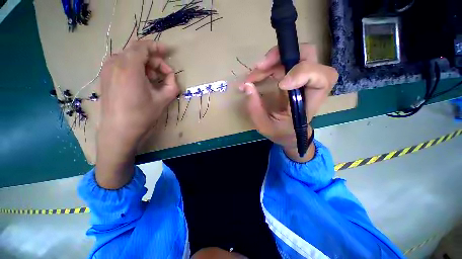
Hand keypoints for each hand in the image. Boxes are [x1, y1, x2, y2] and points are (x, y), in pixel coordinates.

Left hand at [96, 41, 178, 188]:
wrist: (119, 131)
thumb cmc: (142, 115)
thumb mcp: (163, 99)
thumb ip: (172, 85)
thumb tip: (171, 77)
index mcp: (129, 67)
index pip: (143, 47)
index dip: (157, 47)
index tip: (168, 51)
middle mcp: (115, 63)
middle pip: (135, 51)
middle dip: (152, 58)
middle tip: (163, 72)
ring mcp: (107, 70)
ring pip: (128, 57)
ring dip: (143, 64)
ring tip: (153, 79)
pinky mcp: (105, 77)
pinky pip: (121, 64)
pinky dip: (134, 68)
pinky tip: (141, 81)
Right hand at [241, 44, 337, 162]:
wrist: (289, 133)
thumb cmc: (281, 132)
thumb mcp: (264, 126)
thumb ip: (255, 108)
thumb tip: (247, 86)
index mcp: (310, 103)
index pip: (322, 78)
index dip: (303, 73)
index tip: (280, 84)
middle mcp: (310, 86)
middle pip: (309, 55)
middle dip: (282, 56)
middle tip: (260, 66)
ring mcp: (302, 79)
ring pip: (294, 55)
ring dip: (271, 61)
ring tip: (253, 75)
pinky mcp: (292, 77)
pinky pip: (283, 62)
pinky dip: (268, 65)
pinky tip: (257, 75)